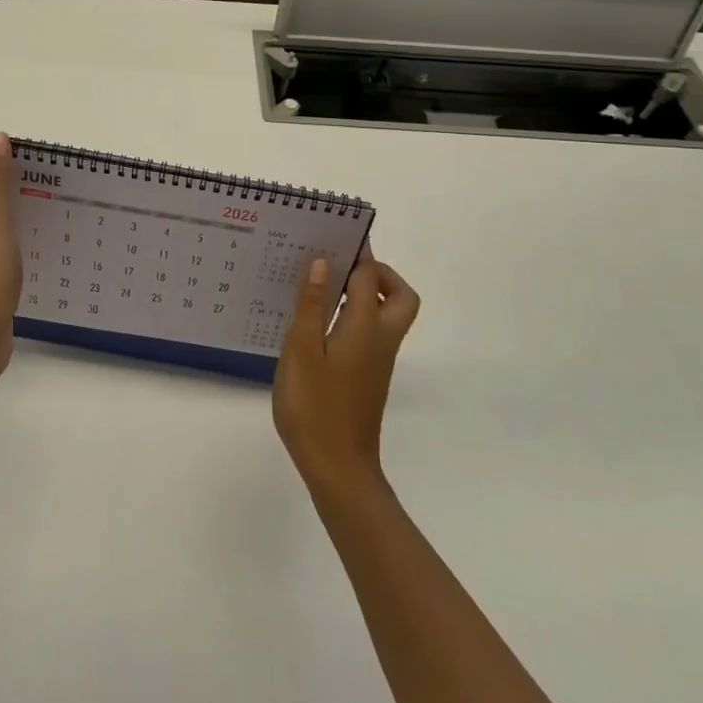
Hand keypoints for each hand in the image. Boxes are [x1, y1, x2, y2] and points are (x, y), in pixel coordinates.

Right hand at [273, 250, 420, 495]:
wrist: (339, 468)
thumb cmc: (314, 407)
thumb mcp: (302, 351)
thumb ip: (313, 305)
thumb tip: (324, 262)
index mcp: (365, 327)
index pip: (370, 277)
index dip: (357, 253)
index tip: (335, 235)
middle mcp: (381, 340)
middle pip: (401, 296)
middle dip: (380, 274)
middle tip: (343, 267)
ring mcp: (379, 361)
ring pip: (390, 315)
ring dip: (369, 294)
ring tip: (325, 288)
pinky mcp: (370, 377)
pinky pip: (374, 332)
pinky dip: (358, 316)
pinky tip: (321, 325)